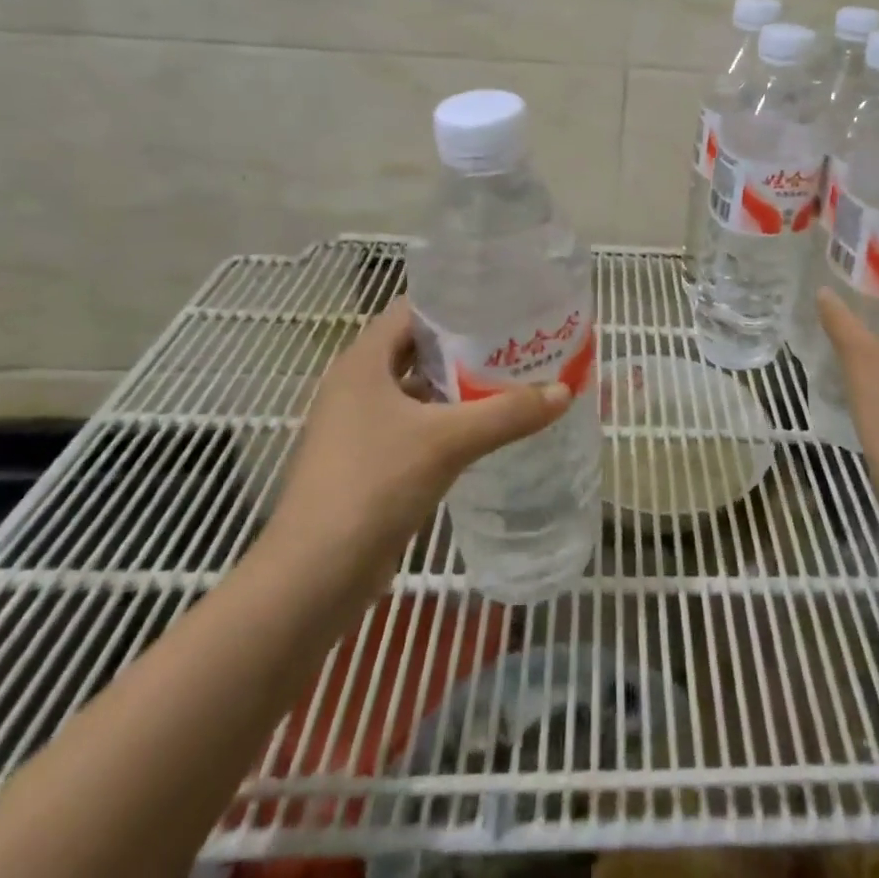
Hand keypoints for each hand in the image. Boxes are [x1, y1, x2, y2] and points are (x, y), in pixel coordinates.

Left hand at [260, 299, 570, 601]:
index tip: (501, 300)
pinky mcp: (368, 462)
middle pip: (418, 349)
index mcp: (364, 362)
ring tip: (511, 378)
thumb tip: (565, 391)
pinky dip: (447, 421)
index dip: (455, 301)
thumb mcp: (448, 441)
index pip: (412, 310)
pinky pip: (415, 426)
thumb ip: (507, 413)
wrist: (313, 578)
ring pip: (418, 390)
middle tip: (517, 339)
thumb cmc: (373, 485)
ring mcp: (359, 426)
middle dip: (466, 344)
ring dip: (458, 385)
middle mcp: (357, 385)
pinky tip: (485, 428)